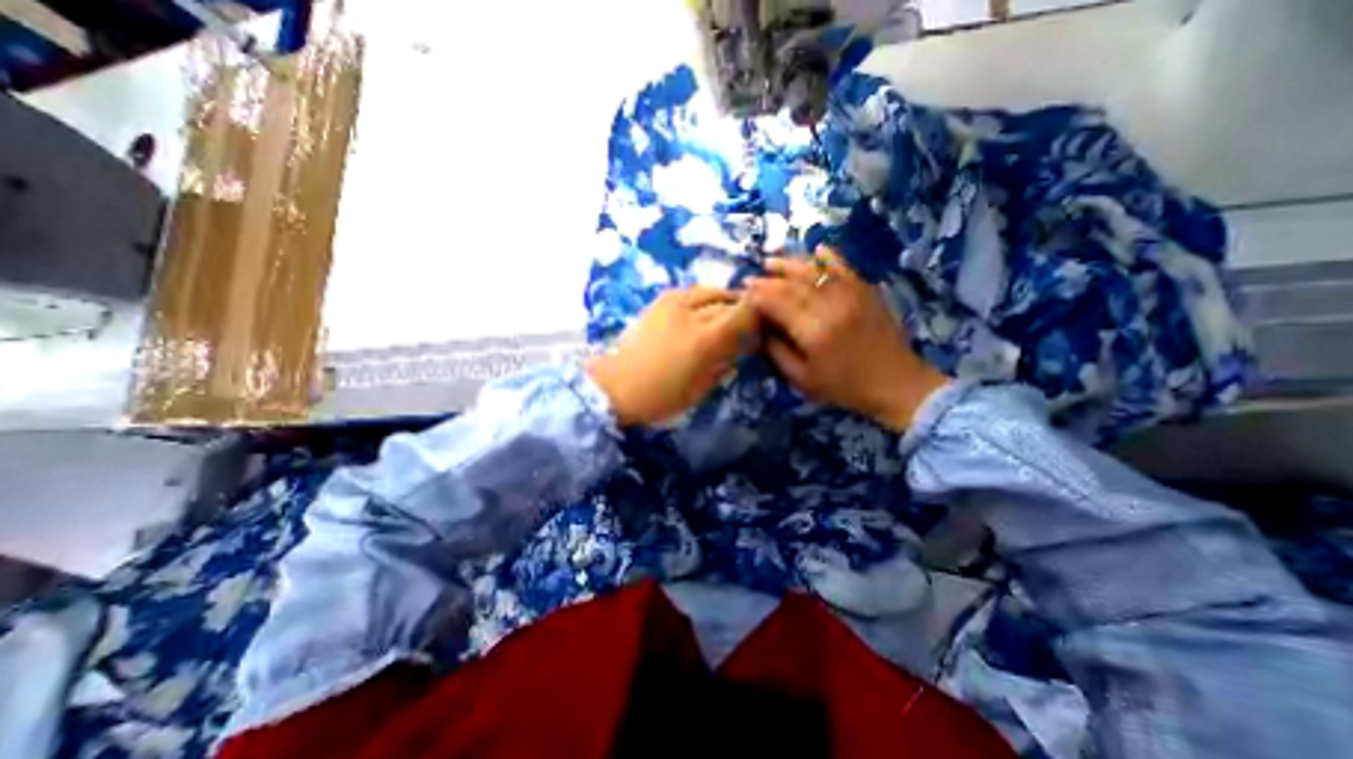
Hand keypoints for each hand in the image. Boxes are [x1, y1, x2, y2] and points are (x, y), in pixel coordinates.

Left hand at [589, 284, 759, 427]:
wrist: (617, 385)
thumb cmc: (662, 396)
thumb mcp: (702, 386)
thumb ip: (726, 361)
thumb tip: (743, 345)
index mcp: (706, 338)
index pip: (745, 313)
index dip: (761, 315)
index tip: (766, 324)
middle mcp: (692, 312)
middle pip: (729, 301)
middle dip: (744, 310)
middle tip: (749, 323)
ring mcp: (673, 302)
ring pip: (711, 290)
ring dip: (724, 300)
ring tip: (728, 315)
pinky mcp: (660, 301)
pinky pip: (691, 291)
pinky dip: (703, 298)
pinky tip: (704, 310)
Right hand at [746, 245, 944, 428]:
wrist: (895, 383)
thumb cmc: (845, 387)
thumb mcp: (803, 380)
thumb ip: (778, 353)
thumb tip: (763, 330)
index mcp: (813, 332)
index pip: (778, 303)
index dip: (759, 294)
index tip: (744, 290)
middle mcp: (831, 307)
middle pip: (793, 284)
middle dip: (769, 278)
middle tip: (752, 276)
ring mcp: (851, 295)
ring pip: (815, 272)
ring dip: (791, 264)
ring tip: (772, 260)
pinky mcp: (866, 292)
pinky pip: (845, 268)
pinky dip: (829, 257)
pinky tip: (817, 249)